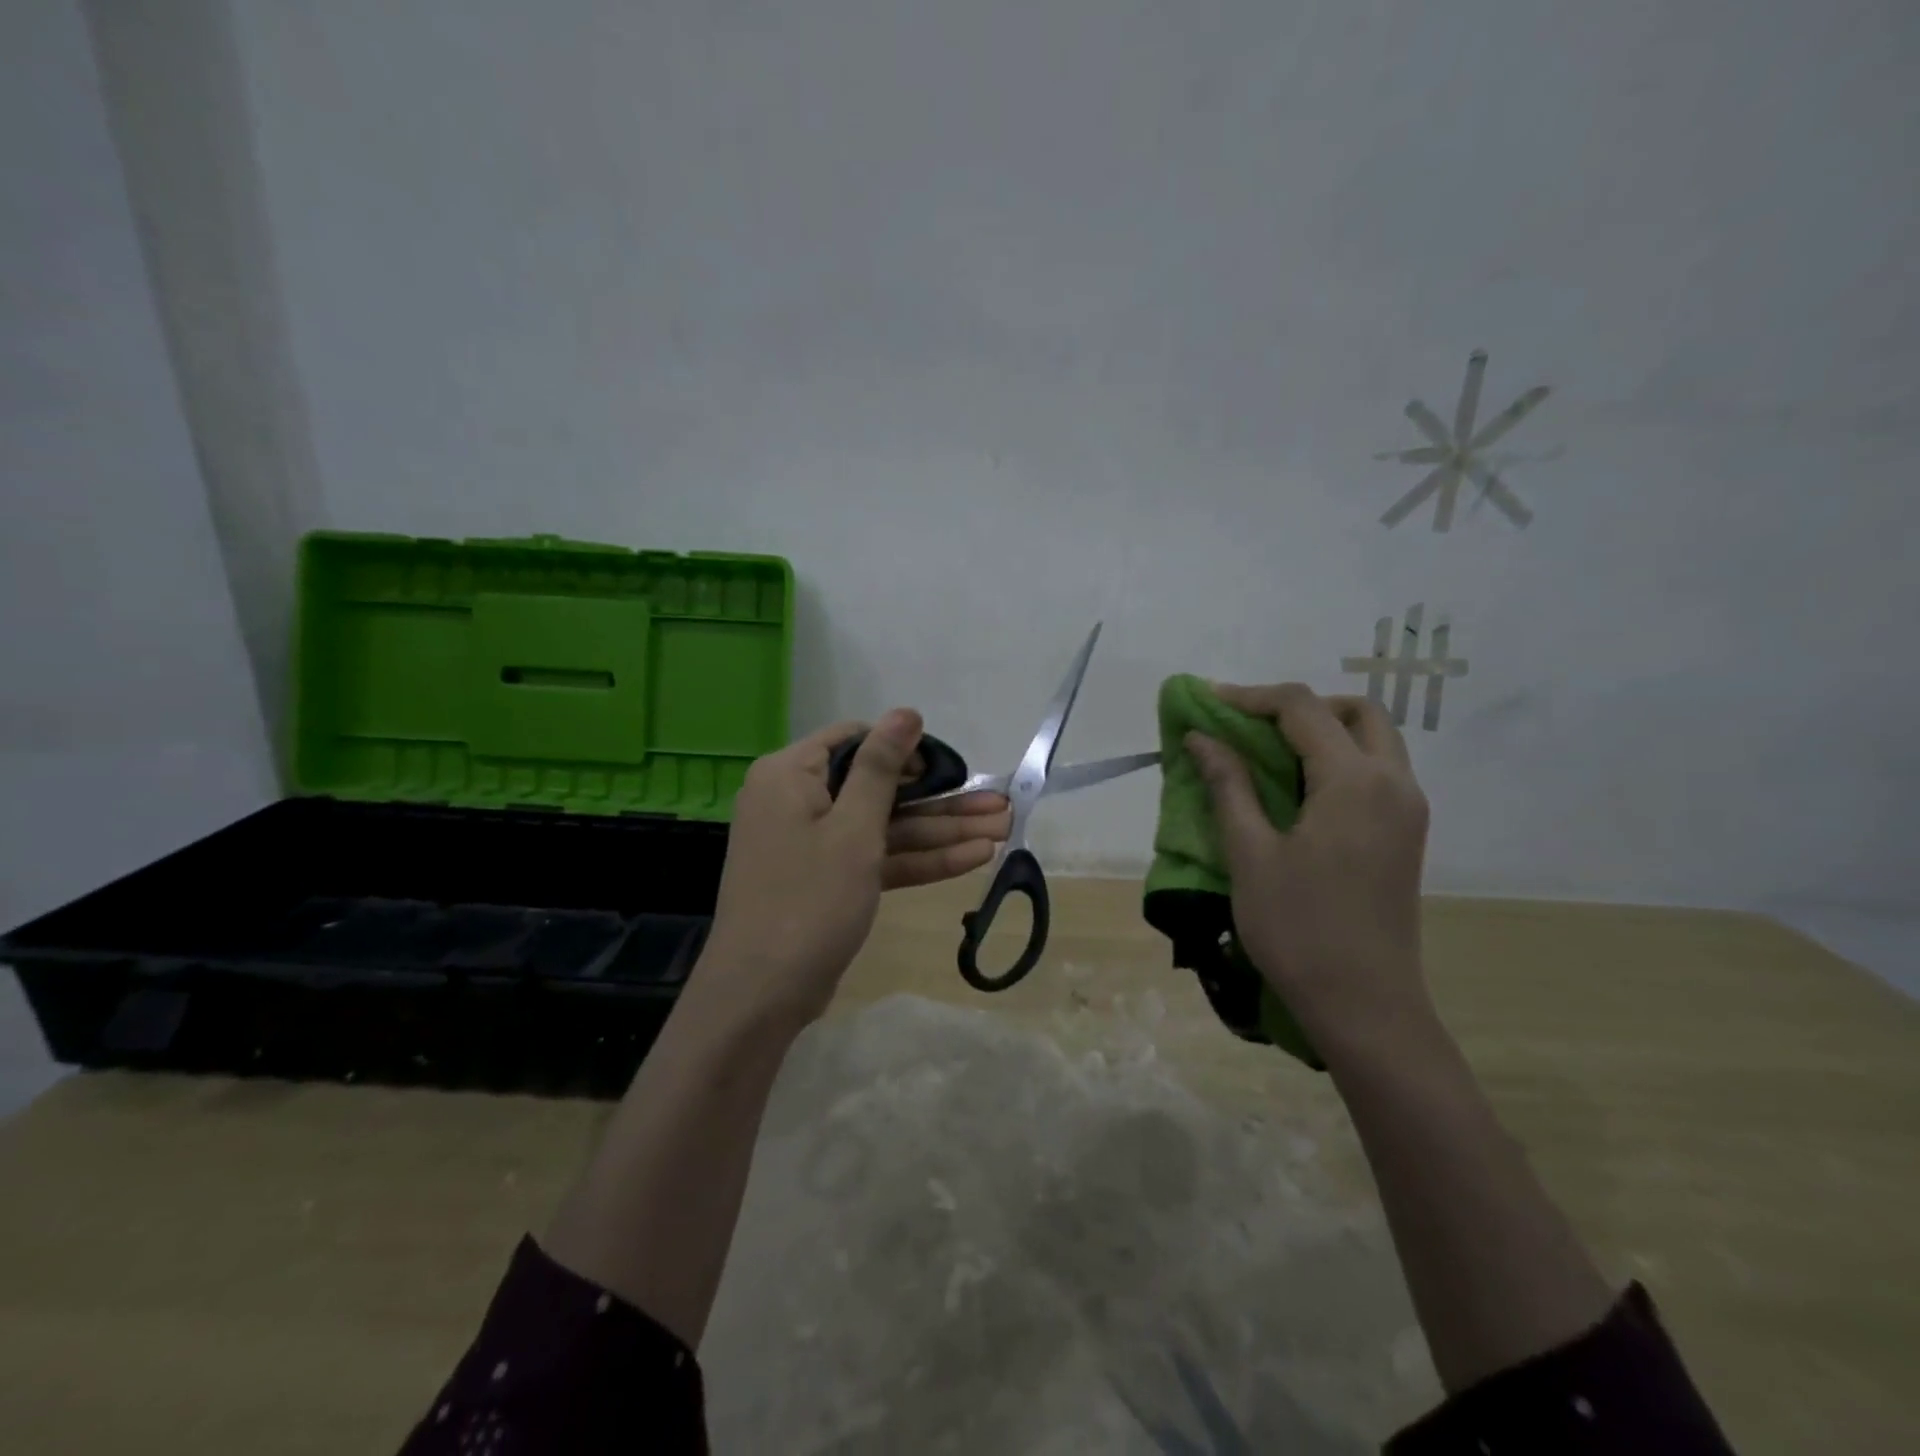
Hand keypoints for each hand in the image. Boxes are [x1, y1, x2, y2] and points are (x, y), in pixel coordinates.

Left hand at [700, 710, 1011, 1027]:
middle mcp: (799, 800)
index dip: (904, 749)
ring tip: (1003, 829)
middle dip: (940, 799)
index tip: (948, 767)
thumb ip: (881, 767)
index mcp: (790, 774)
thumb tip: (905, 711)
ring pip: (885, 826)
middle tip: (998, 803)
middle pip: (878, 787)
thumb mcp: (853, 828)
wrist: (763, 995)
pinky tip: (974, 859)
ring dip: (940, 831)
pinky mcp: (828, 879)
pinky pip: (876, 857)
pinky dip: (918, 860)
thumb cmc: (808, 899)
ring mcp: (814, 843)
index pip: (854, 740)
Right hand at [1184, 684, 1431, 1045]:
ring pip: (1373, 739)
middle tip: (1250, 726)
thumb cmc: (1298, 928)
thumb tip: (1201, 736)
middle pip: (1354, 711)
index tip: (1207, 701)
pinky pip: (1377, 771)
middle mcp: (1393, 783)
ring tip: (1269, 755)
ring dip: (1323, 731)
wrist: (1364, 1005)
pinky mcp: (1406, 834)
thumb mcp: (1250, 853)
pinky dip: (1339, 759)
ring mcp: (1407, 810)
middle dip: (1299, 707)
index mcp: (1354, 781)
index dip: (1251, 697)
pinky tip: (1300, 790)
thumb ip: (1229, 785)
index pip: (1303, 709)